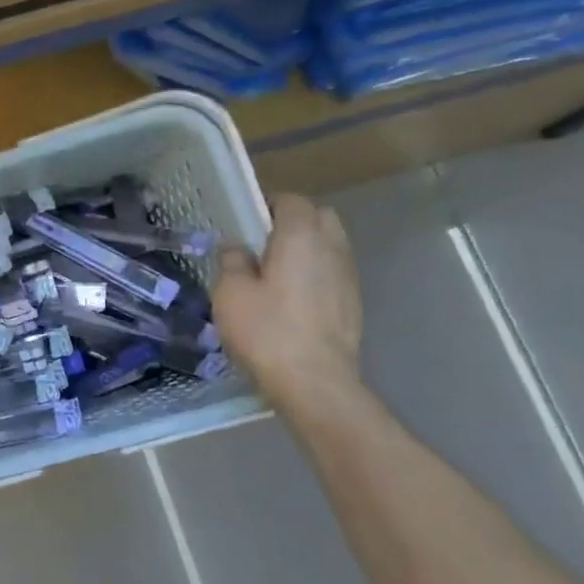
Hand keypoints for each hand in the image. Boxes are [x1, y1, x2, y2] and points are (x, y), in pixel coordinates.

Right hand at [214, 194, 363, 411]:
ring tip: (275, 272)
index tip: (246, 221)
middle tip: (262, 243)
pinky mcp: (353, 303)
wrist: (314, 382)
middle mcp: (332, 248)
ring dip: (306, 249)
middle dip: (294, 221)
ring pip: (330, 245)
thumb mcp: (230, 293)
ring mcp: (348, 277)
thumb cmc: (266, 331)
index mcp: (301, 237)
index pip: (292, 201)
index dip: (268, 205)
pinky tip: (292, 299)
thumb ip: (232, 261)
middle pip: (319, 217)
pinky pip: (333, 272)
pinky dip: (315, 273)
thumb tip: (236, 247)